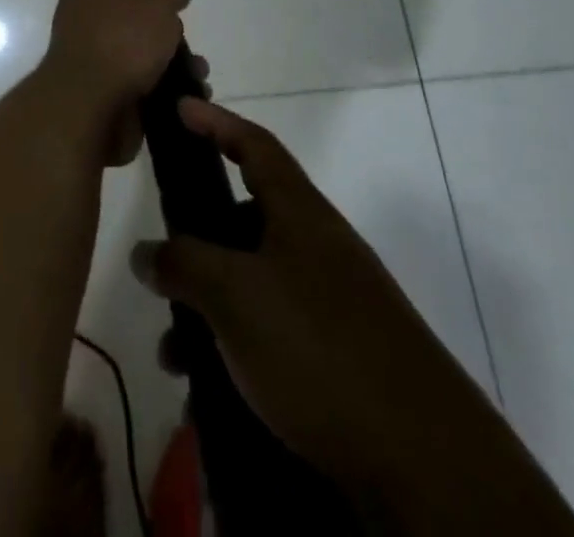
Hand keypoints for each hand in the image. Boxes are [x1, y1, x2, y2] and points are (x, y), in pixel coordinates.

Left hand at [35, 0, 196, 165]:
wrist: (88, 110)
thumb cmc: (120, 41)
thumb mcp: (156, 1)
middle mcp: (86, 13)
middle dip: (157, 2)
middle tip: (179, 7)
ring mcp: (95, 51)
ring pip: (138, 39)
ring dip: (169, 47)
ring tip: (195, 61)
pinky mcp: (107, 86)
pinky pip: (143, 74)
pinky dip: (167, 78)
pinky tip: (190, 88)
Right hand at [130, 99, 436, 500]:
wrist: (427, 467)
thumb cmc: (318, 348)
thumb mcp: (234, 296)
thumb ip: (182, 264)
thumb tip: (145, 253)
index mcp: (301, 213)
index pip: (254, 144)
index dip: (216, 121)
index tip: (181, 107)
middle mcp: (319, 248)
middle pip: (246, 221)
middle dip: (198, 242)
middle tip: (162, 265)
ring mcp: (334, 303)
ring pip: (253, 284)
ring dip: (209, 309)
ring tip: (176, 355)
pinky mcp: (341, 357)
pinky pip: (272, 332)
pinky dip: (236, 348)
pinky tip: (211, 389)